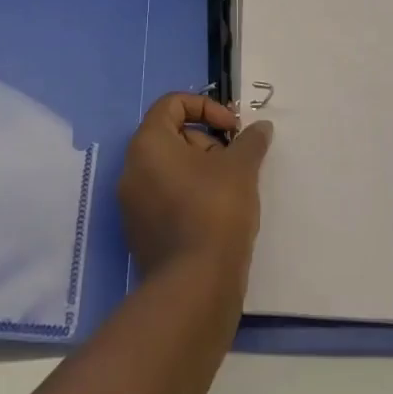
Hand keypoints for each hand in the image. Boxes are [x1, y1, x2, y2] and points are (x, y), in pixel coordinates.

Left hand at [118, 93, 272, 287]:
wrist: (194, 288)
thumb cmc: (215, 212)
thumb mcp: (241, 168)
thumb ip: (250, 141)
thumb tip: (260, 127)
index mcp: (148, 144)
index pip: (171, 104)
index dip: (205, 107)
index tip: (232, 128)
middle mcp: (132, 170)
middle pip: (172, 137)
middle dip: (207, 143)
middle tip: (235, 163)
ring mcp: (133, 205)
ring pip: (170, 170)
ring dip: (202, 171)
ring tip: (232, 191)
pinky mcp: (141, 235)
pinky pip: (166, 199)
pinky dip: (190, 197)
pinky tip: (218, 218)